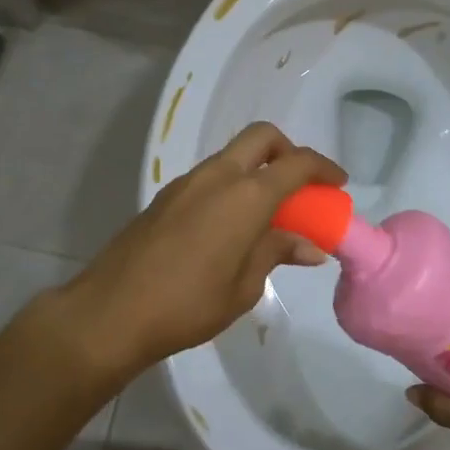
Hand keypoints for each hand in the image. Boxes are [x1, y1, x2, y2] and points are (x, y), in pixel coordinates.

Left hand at [60, 122, 345, 377]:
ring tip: (269, 214)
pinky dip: (232, 186)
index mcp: (245, 195)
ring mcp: (186, 183)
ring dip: (258, 170)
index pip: (296, 163)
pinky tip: (231, 226)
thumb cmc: (188, 304)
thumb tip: (310, 246)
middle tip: (301, 186)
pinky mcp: (165, 197)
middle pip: (261, 138)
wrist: (111, 312)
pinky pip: (210, 177)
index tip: (338, 184)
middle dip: (288, 151)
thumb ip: (277, 253)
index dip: (323, 168)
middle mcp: (217, 176)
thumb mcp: (244, 285)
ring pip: (232, 156)